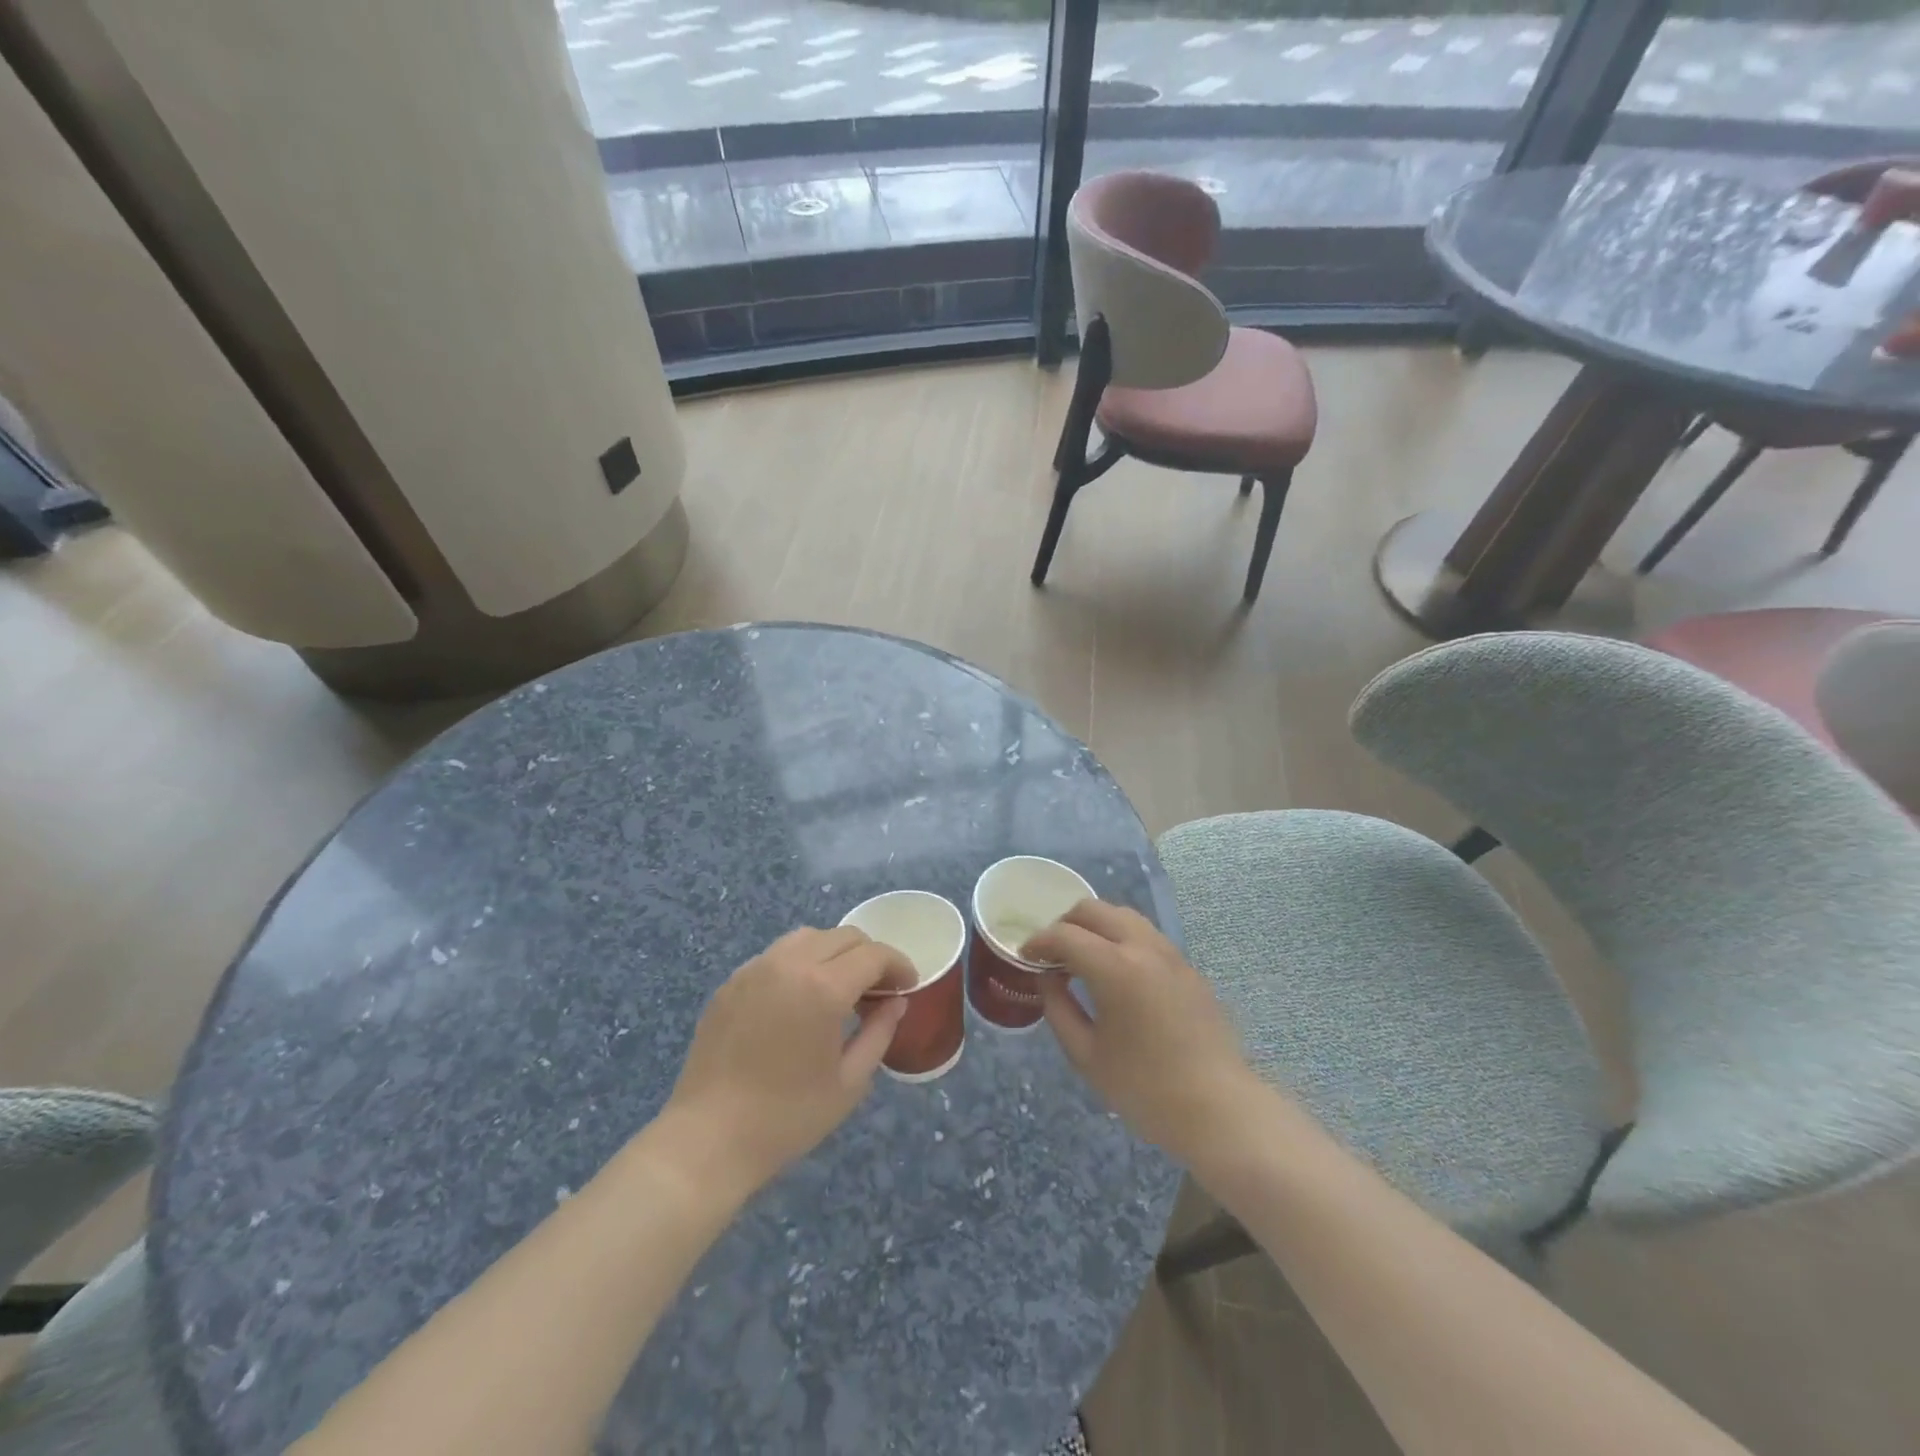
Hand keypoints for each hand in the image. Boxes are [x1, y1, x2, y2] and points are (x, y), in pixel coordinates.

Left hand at [662, 927, 913, 1203]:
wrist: (708, 1140)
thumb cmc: (787, 1118)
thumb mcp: (849, 1082)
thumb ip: (879, 1032)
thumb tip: (895, 1002)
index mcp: (823, 988)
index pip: (874, 955)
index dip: (898, 966)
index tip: (908, 986)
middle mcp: (790, 964)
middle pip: (844, 937)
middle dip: (870, 957)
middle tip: (878, 991)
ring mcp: (756, 968)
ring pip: (809, 937)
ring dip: (835, 953)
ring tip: (840, 989)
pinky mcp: (732, 981)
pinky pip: (777, 955)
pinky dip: (801, 963)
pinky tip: (800, 999)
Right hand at [1026, 901, 1260, 1164]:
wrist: (1219, 1109)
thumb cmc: (1145, 1088)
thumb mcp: (1086, 1055)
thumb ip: (1059, 1008)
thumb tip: (1048, 978)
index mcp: (1115, 967)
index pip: (1064, 935)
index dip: (1038, 942)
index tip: (1025, 957)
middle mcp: (1143, 947)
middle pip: (1094, 910)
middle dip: (1064, 924)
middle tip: (1050, 953)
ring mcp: (1170, 953)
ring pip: (1123, 915)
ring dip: (1095, 926)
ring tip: (1081, 957)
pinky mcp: (1187, 967)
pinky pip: (1145, 935)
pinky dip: (1120, 938)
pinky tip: (1115, 971)